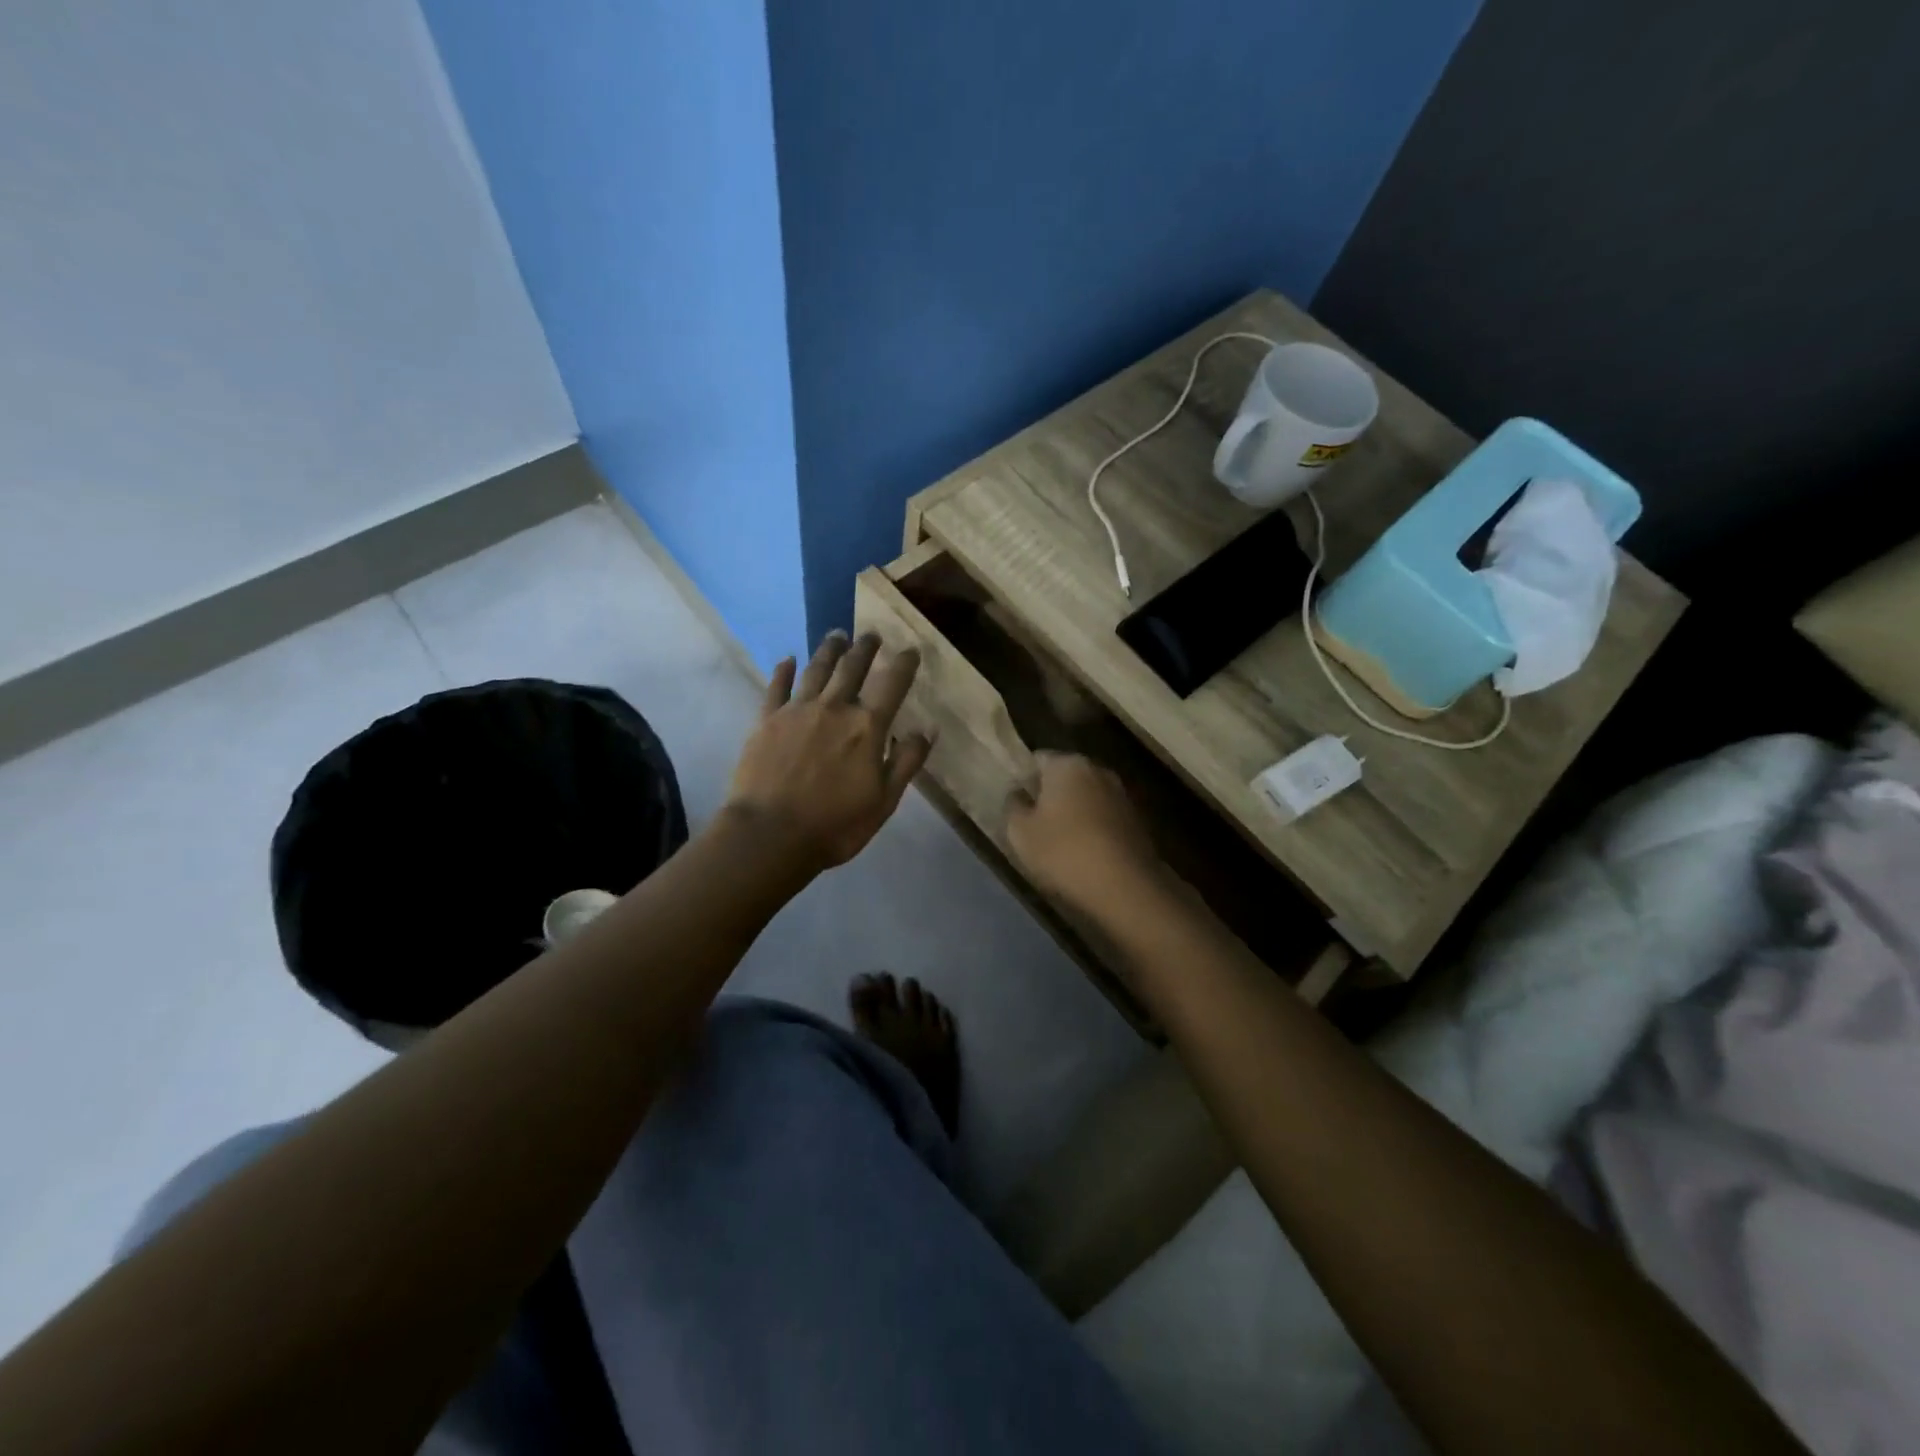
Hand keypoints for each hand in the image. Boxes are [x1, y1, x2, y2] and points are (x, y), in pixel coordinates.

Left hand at [725, 631, 932, 870]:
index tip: (910, 649)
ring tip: (837, 635)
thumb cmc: (835, 824)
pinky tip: (788, 660)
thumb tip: (928, 728)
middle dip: (865, 648)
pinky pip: (776, 687)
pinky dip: (784, 671)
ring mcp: (797, 711)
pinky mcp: (766, 720)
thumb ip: (907, 761)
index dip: (904, 664)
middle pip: (852, 668)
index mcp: (867, 727)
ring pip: (817, 670)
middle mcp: (834, 708)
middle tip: (871, 635)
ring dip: (829, 650)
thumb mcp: (884, 800)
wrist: (770, 834)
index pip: (892, 684)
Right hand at [1005, 752, 1166, 915]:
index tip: (1016, 806)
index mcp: (1068, 764)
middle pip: (1065, 777)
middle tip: (1034, 825)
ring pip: (1087, 798)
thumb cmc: (1064, 852)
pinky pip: (1104, 817)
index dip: (1023, 780)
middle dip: (1050, 796)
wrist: (1125, 887)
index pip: (1037, 759)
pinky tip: (1085, 854)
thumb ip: (1013, 805)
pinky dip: (1094, 829)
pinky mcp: (1137, 820)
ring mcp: (1122, 794)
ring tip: (1060, 844)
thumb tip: (1018, 793)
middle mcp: (1098, 770)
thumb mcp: (1020, 832)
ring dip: (1074, 813)